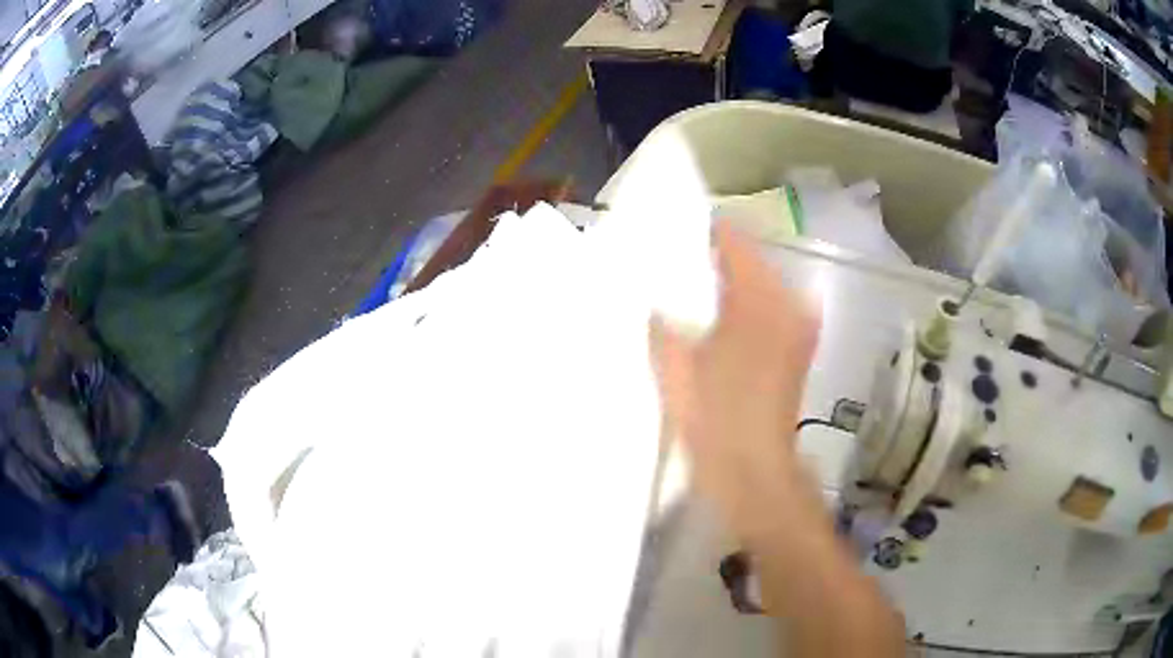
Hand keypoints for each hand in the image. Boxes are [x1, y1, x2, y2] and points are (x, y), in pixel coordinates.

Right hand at [652, 222, 820, 545]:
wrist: (755, 471)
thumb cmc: (713, 420)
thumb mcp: (675, 369)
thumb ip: (661, 325)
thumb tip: (654, 301)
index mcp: (757, 300)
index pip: (733, 242)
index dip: (704, 233)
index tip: (675, 236)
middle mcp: (787, 303)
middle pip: (752, 262)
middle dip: (718, 261)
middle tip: (679, 269)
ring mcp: (799, 326)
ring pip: (763, 286)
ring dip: (733, 285)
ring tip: (697, 295)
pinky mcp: (799, 349)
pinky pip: (772, 309)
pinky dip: (748, 308)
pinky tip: (721, 324)